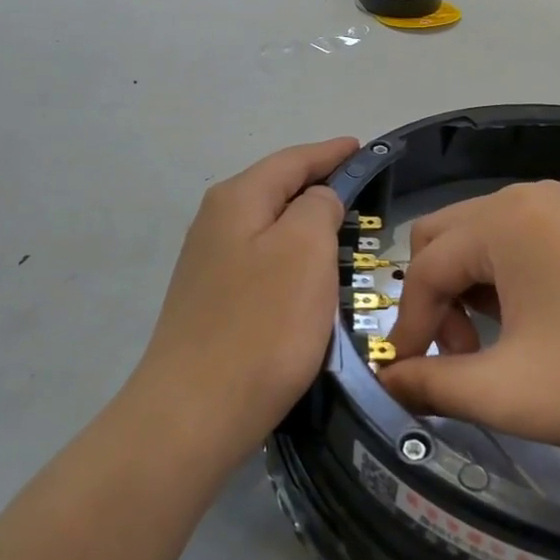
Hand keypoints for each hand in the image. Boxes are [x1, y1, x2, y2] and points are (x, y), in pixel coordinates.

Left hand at [129, 137, 358, 463]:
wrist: (196, 411)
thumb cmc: (262, 324)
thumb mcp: (305, 249)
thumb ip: (318, 207)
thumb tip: (317, 200)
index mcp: (237, 199)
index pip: (292, 160)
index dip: (331, 153)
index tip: (363, 148)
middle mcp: (215, 222)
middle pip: (275, 188)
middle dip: (317, 184)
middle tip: (361, 189)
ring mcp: (208, 263)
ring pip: (268, 226)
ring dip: (304, 223)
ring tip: (342, 228)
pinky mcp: (211, 301)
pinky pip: (262, 260)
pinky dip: (291, 256)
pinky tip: (307, 274)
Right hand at [379, 181, 559, 468]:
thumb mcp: (507, 392)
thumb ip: (430, 385)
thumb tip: (385, 383)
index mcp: (501, 221)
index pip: (422, 269)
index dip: (408, 327)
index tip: (408, 380)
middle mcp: (528, 198)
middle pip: (444, 240)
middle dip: (434, 299)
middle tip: (457, 358)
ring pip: (484, 241)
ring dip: (469, 291)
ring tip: (494, 350)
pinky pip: (524, 245)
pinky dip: (507, 282)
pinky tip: (534, 330)